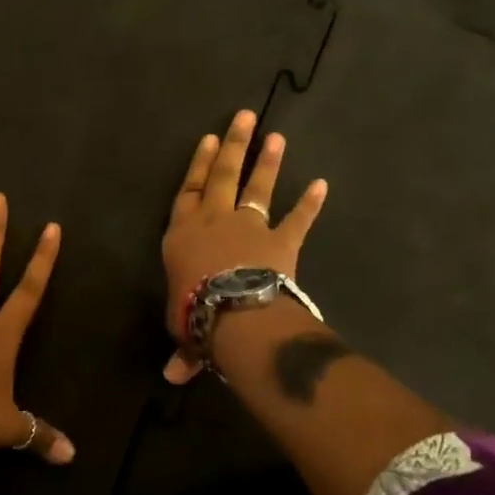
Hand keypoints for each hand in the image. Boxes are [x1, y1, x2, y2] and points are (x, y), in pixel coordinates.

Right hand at [161, 109, 328, 384]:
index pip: (188, 191)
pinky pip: (297, 219)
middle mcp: (214, 221)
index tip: (207, 139)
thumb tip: (172, 377)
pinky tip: (322, 184)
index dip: (197, 165)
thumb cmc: (196, 314)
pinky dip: (310, 203)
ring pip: (257, 187)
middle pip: (221, 176)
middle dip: (232, 146)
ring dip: (267, 162)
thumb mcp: (183, 330)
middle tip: (243, 117)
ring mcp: (250, 227)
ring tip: (276, 135)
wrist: (236, 314)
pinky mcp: (281, 241)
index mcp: (183, 235)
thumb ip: (183, 348)